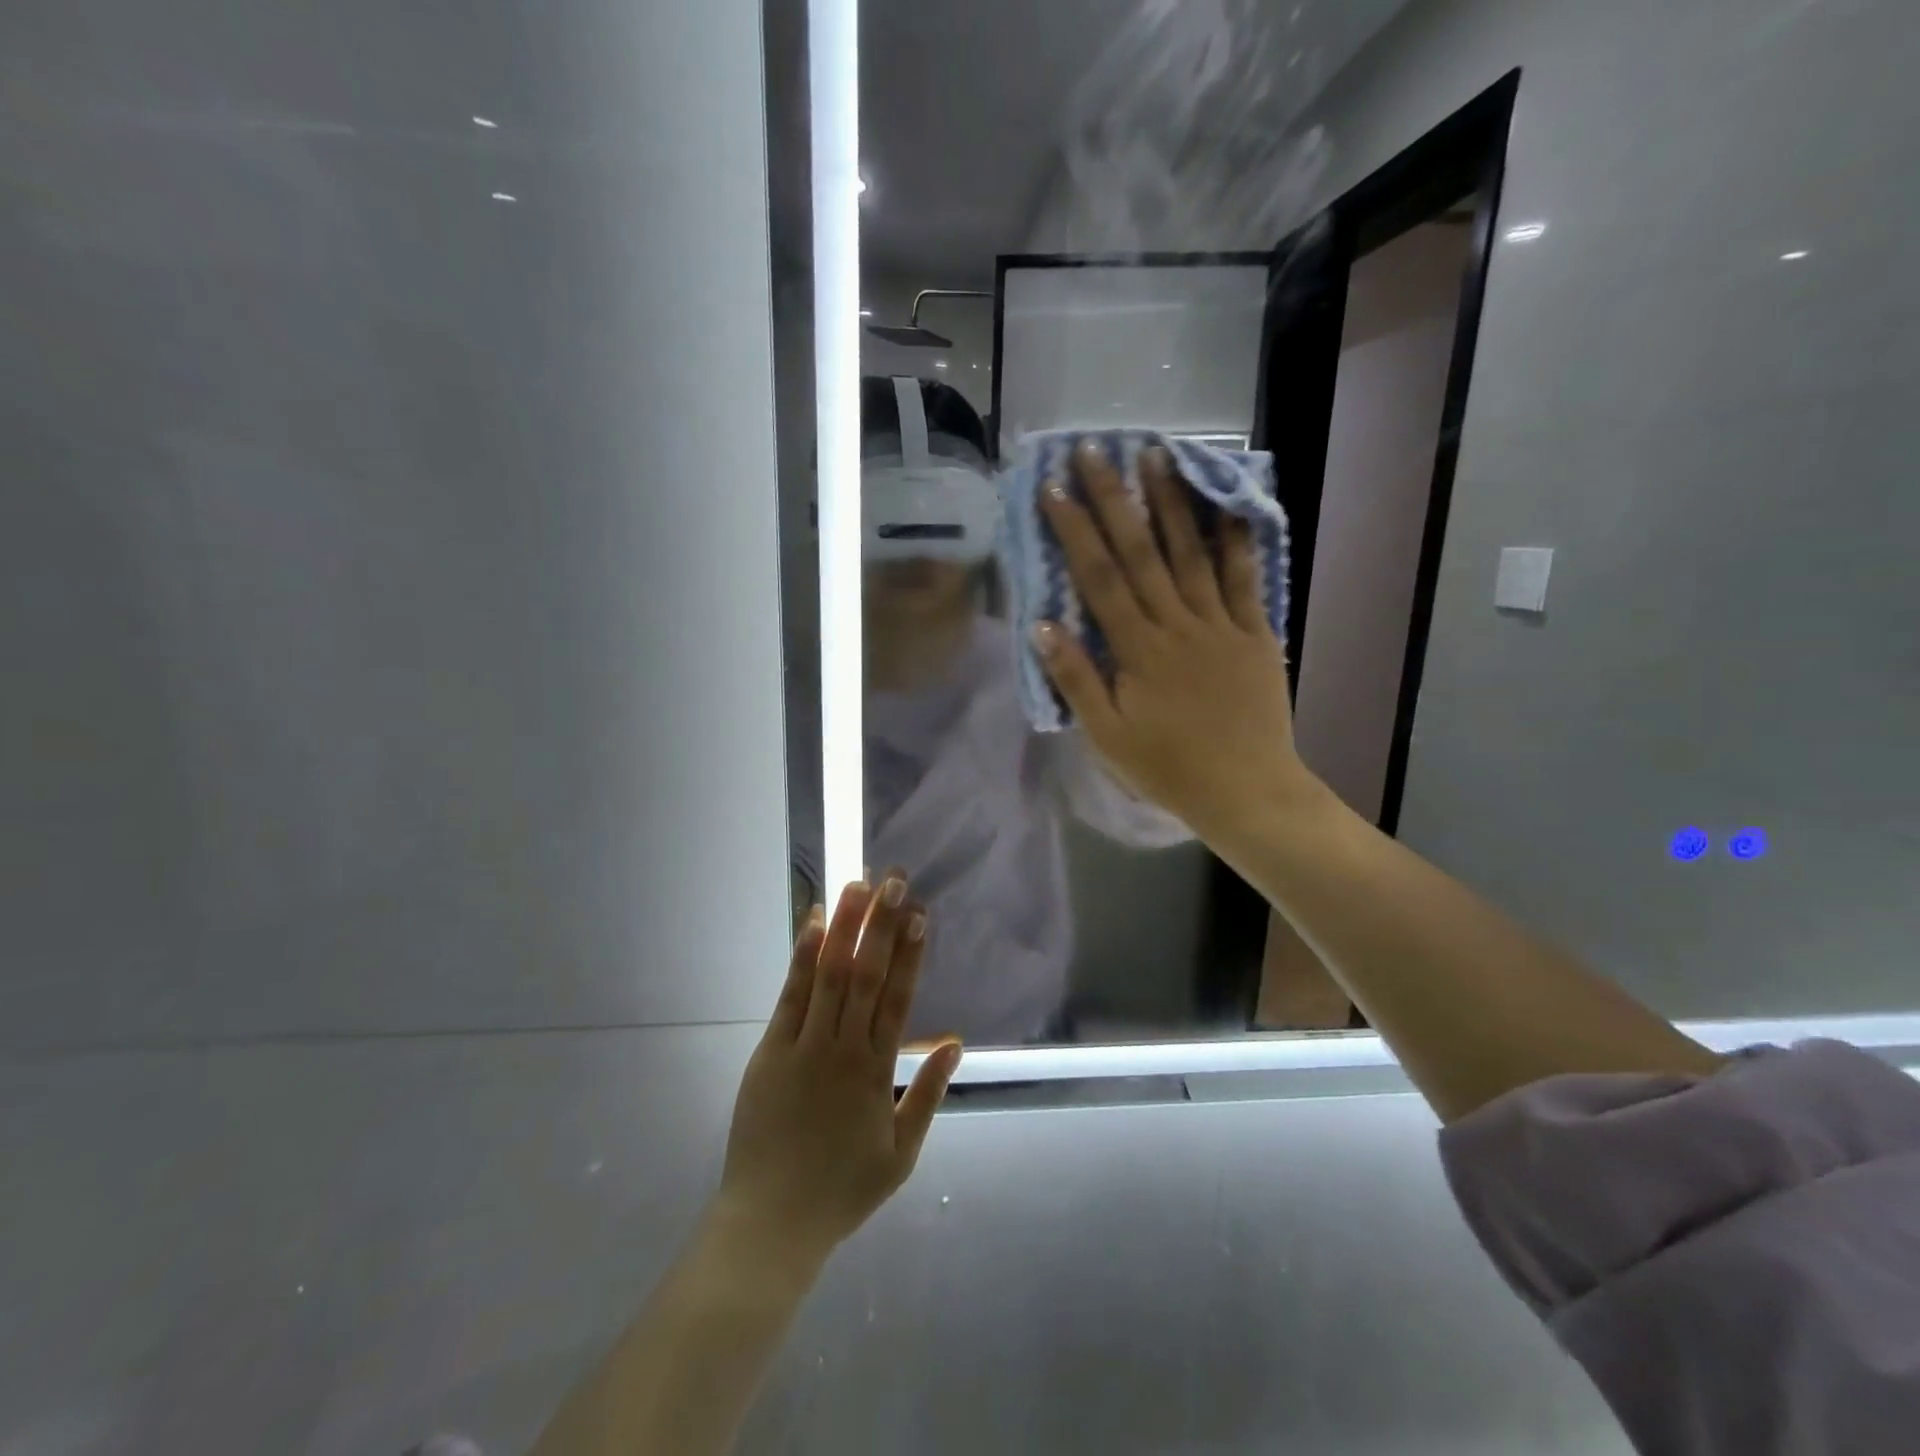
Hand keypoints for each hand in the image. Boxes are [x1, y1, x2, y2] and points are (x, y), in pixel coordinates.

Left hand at [712, 878, 961, 1274]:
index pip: (899, 998)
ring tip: (858, 885)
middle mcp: (844, 1048)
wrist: (771, 1223)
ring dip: (846, 927)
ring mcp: (805, 1046)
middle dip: (882, 924)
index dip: (911, 953)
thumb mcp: (901, 1154)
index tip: (920, 913)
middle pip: (867, 975)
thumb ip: (928, 1094)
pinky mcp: (771, 1051)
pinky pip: (791, 996)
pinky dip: (803, 958)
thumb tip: (954, 1041)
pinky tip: (814, 924)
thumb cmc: (842, 1190)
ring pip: (830, 975)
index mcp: (877, 1072)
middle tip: (894, 880)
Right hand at [1032, 441, 1319, 838]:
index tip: (1054, 489)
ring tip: (1158, 455)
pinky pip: (1245, 579)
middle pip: (1141, 552)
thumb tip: (1041, 626)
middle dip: (1115, 499)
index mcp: (1137, 651)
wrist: (1246, 791)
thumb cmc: (1168, 768)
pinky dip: (1237, 539)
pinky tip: (1229, 502)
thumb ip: (1075, 679)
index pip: (1099, 579)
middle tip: (1096, 451)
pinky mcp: (1255, 633)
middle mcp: (1176, 625)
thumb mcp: (1107, 736)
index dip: (1075, 531)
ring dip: (1172, 502)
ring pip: (1192, 553)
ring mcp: (1220, 625)